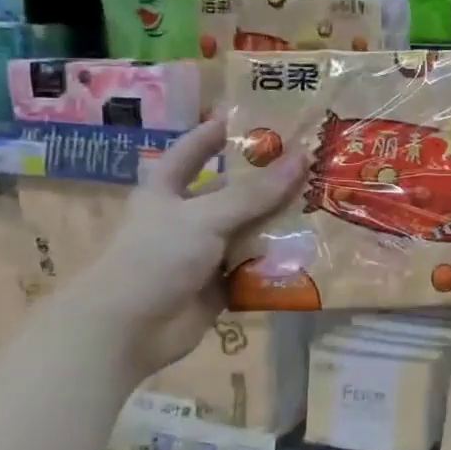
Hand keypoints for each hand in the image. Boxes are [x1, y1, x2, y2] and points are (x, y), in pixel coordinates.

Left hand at [58, 119, 303, 376]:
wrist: (128, 330)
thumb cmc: (155, 258)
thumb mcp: (205, 216)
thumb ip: (254, 193)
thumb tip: (302, 158)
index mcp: (167, 192)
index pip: (190, 152)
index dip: (213, 134)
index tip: (246, 119)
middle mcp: (186, 219)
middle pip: (231, 194)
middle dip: (266, 183)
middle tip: (311, 166)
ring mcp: (203, 255)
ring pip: (248, 232)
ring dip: (278, 224)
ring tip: (322, 207)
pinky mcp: (219, 286)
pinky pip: (254, 269)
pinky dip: (277, 263)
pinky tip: (311, 252)